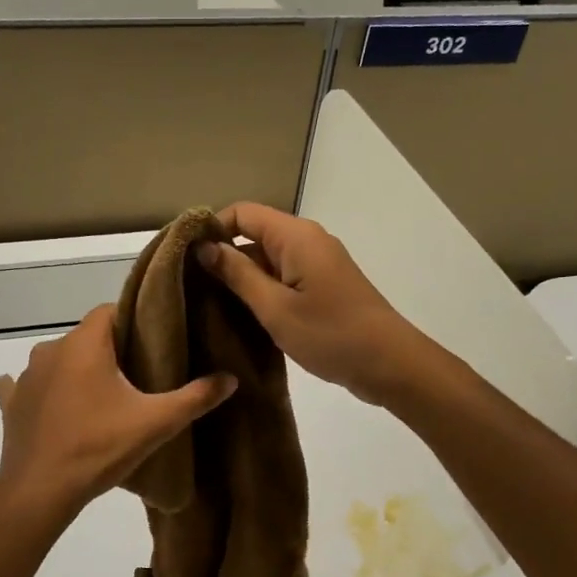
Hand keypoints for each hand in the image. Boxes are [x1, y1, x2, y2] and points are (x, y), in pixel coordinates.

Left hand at [0, 305, 236, 518]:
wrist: (39, 491)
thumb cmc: (98, 448)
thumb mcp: (155, 423)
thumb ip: (195, 398)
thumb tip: (231, 379)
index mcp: (84, 345)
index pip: (109, 311)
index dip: (132, 321)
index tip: (152, 342)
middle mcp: (50, 350)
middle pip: (86, 337)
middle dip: (109, 350)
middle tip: (136, 375)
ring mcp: (26, 377)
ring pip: (59, 360)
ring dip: (77, 371)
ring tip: (102, 396)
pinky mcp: (12, 403)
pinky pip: (27, 386)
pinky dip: (43, 390)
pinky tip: (53, 404)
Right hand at [196, 203, 436, 405]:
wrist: (390, 364)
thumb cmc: (330, 335)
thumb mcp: (275, 308)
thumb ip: (238, 274)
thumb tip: (205, 247)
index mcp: (296, 236)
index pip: (242, 213)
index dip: (212, 229)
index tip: (186, 259)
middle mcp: (307, 241)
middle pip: (254, 234)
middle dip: (224, 257)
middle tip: (192, 288)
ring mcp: (318, 264)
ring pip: (268, 259)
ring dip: (242, 278)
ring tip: (210, 306)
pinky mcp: (324, 287)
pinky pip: (284, 278)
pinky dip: (263, 291)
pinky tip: (242, 317)